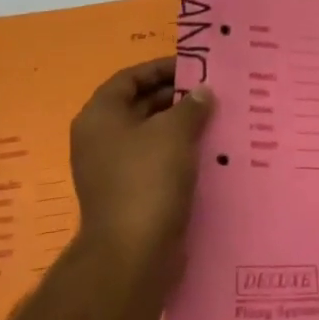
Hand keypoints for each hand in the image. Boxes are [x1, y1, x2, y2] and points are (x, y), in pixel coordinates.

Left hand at [69, 58, 213, 280]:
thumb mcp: (174, 132)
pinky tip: (210, 150)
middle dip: (177, 97)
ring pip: (152, 135)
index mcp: (100, 117)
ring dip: (182, 125)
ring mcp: (114, 169)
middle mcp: (100, 139)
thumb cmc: (148, 179)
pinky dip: (180, 152)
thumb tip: (203, 92)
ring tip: (218, 118)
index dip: (162, 68)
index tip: (196, 66)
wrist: (133, 253)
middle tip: (214, 91)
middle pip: (140, 104)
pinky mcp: (131, 193)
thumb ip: (191, 105)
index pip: (130, 78)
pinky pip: (157, 161)